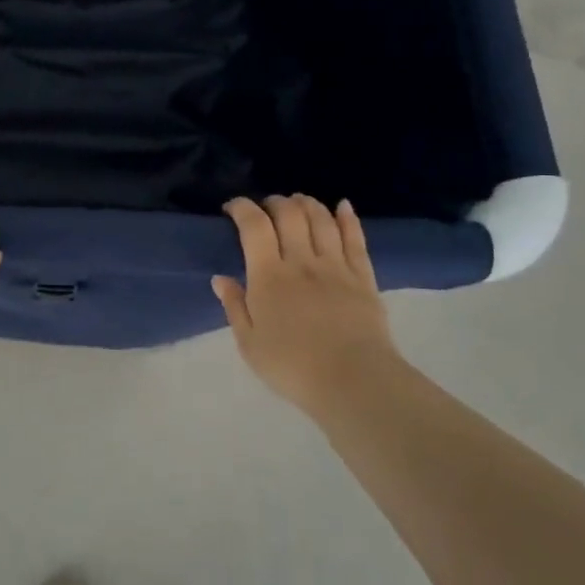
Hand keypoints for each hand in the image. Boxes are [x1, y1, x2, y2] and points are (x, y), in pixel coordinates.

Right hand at [213, 195, 400, 414]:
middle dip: (275, 202)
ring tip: (297, 202)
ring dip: (307, 204)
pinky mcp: (363, 277)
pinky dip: (347, 218)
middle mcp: (302, 261)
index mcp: (268, 276)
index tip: (233, 208)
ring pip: (321, 220)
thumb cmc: (292, 367)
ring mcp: (335, 266)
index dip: (242, 208)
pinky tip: (342, 206)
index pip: (254, 226)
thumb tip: (220, 278)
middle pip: (289, 214)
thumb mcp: (249, 344)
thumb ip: (234, 306)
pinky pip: (355, 239)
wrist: (353, 382)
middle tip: (266, 208)